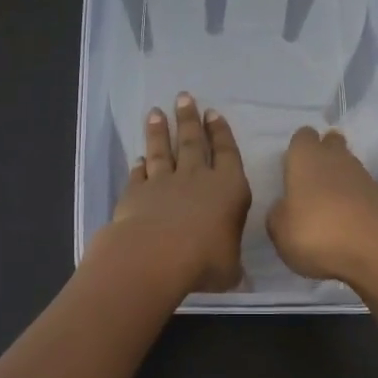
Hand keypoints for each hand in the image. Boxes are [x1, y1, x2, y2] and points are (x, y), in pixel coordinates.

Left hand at [94, 92, 251, 293]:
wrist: (156, 255)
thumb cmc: (205, 260)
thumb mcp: (230, 270)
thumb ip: (233, 268)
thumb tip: (241, 281)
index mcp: (229, 188)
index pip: (227, 152)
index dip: (221, 132)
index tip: (213, 113)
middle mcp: (197, 178)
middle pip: (193, 142)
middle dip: (190, 119)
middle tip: (184, 97)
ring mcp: (164, 182)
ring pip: (163, 151)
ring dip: (160, 132)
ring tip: (156, 113)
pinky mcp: (136, 193)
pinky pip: (139, 175)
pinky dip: (139, 166)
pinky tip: (138, 158)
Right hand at [267, 126, 377, 289]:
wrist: (377, 250)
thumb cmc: (317, 232)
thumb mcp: (280, 231)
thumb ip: (278, 214)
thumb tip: (284, 207)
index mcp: (305, 157)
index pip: (302, 136)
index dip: (297, 150)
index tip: (290, 170)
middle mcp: (335, 158)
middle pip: (330, 143)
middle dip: (322, 156)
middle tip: (309, 184)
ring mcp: (363, 176)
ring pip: (347, 167)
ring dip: (338, 181)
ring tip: (326, 210)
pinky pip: (362, 191)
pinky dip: (354, 202)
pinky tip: (346, 224)